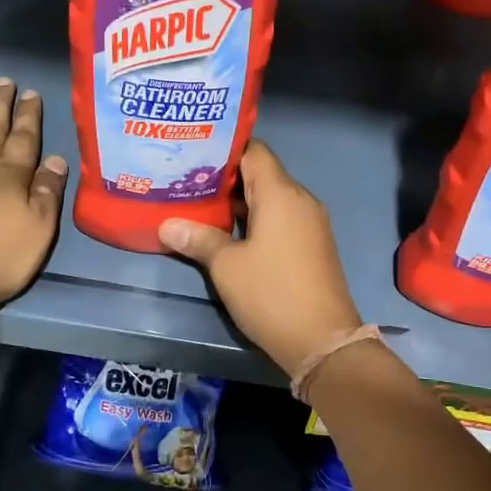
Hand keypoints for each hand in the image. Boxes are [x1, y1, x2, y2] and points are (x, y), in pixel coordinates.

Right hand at [158, 140, 361, 371]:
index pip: (254, 151)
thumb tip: (167, 225)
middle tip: (188, 182)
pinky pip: (282, 218)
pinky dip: (258, 220)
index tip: (195, 155)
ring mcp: (311, 222)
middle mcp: (300, 199)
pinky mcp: (314, 244)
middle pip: (262, 173)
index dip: (225, 150)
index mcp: (281, 193)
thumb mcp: (227, 267)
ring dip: (241, 202)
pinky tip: (231, 234)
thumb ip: (198, 239)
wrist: (323, 340)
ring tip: (202, 207)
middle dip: (226, 178)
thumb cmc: (271, 294)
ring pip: (272, 198)